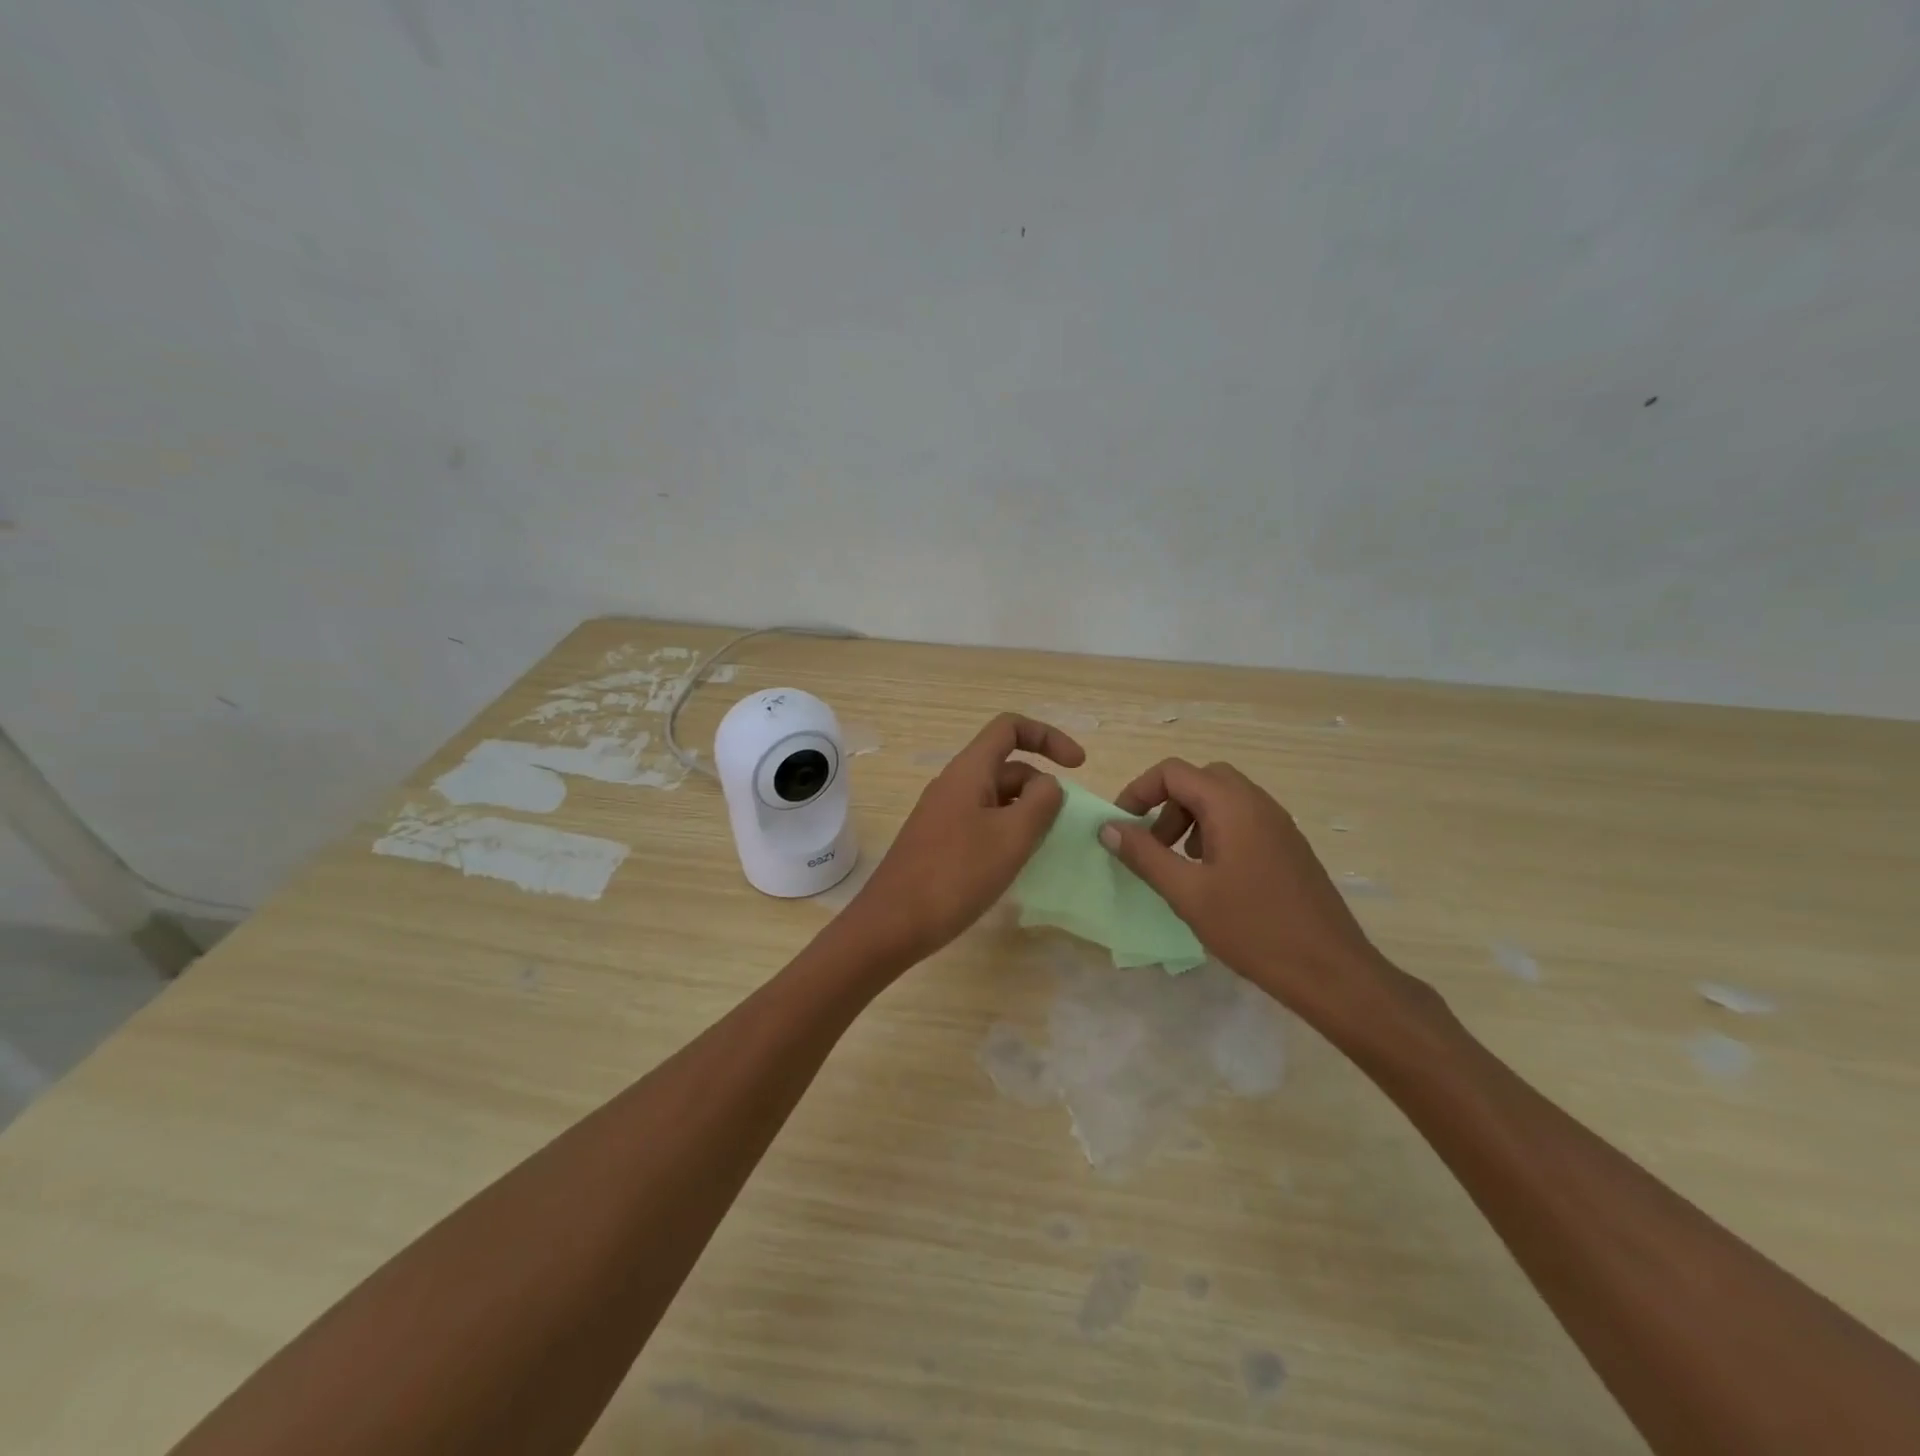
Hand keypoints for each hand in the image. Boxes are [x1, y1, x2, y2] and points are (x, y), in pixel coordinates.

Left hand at [846, 713, 1086, 964]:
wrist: (893, 923)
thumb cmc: (956, 875)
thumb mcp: (1011, 837)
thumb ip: (1040, 803)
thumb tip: (1048, 784)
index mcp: (969, 771)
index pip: (1010, 727)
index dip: (1048, 737)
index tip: (1078, 766)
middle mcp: (954, 784)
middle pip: (1007, 765)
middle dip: (1042, 786)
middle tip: (1064, 826)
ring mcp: (944, 813)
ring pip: (996, 797)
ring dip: (1026, 812)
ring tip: (1046, 847)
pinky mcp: (940, 841)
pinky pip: (982, 822)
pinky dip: (1007, 832)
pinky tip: (1017, 864)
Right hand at [1098, 758, 1400, 1026]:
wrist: (1330, 970)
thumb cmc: (1253, 929)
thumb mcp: (1187, 893)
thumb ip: (1144, 855)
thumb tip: (1108, 827)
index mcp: (1232, 806)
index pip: (1174, 772)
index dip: (1139, 791)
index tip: (1121, 825)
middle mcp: (1258, 803)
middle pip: (1201, 779)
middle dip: (1167, 804)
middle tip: (1154, 844)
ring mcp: (1278, 824)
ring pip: (1223, 799)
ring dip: (1191, 819)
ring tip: (1180, 863)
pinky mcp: (1288, 847)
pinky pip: (1243, 820)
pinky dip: (1216, 832)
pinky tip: (1213, 878)